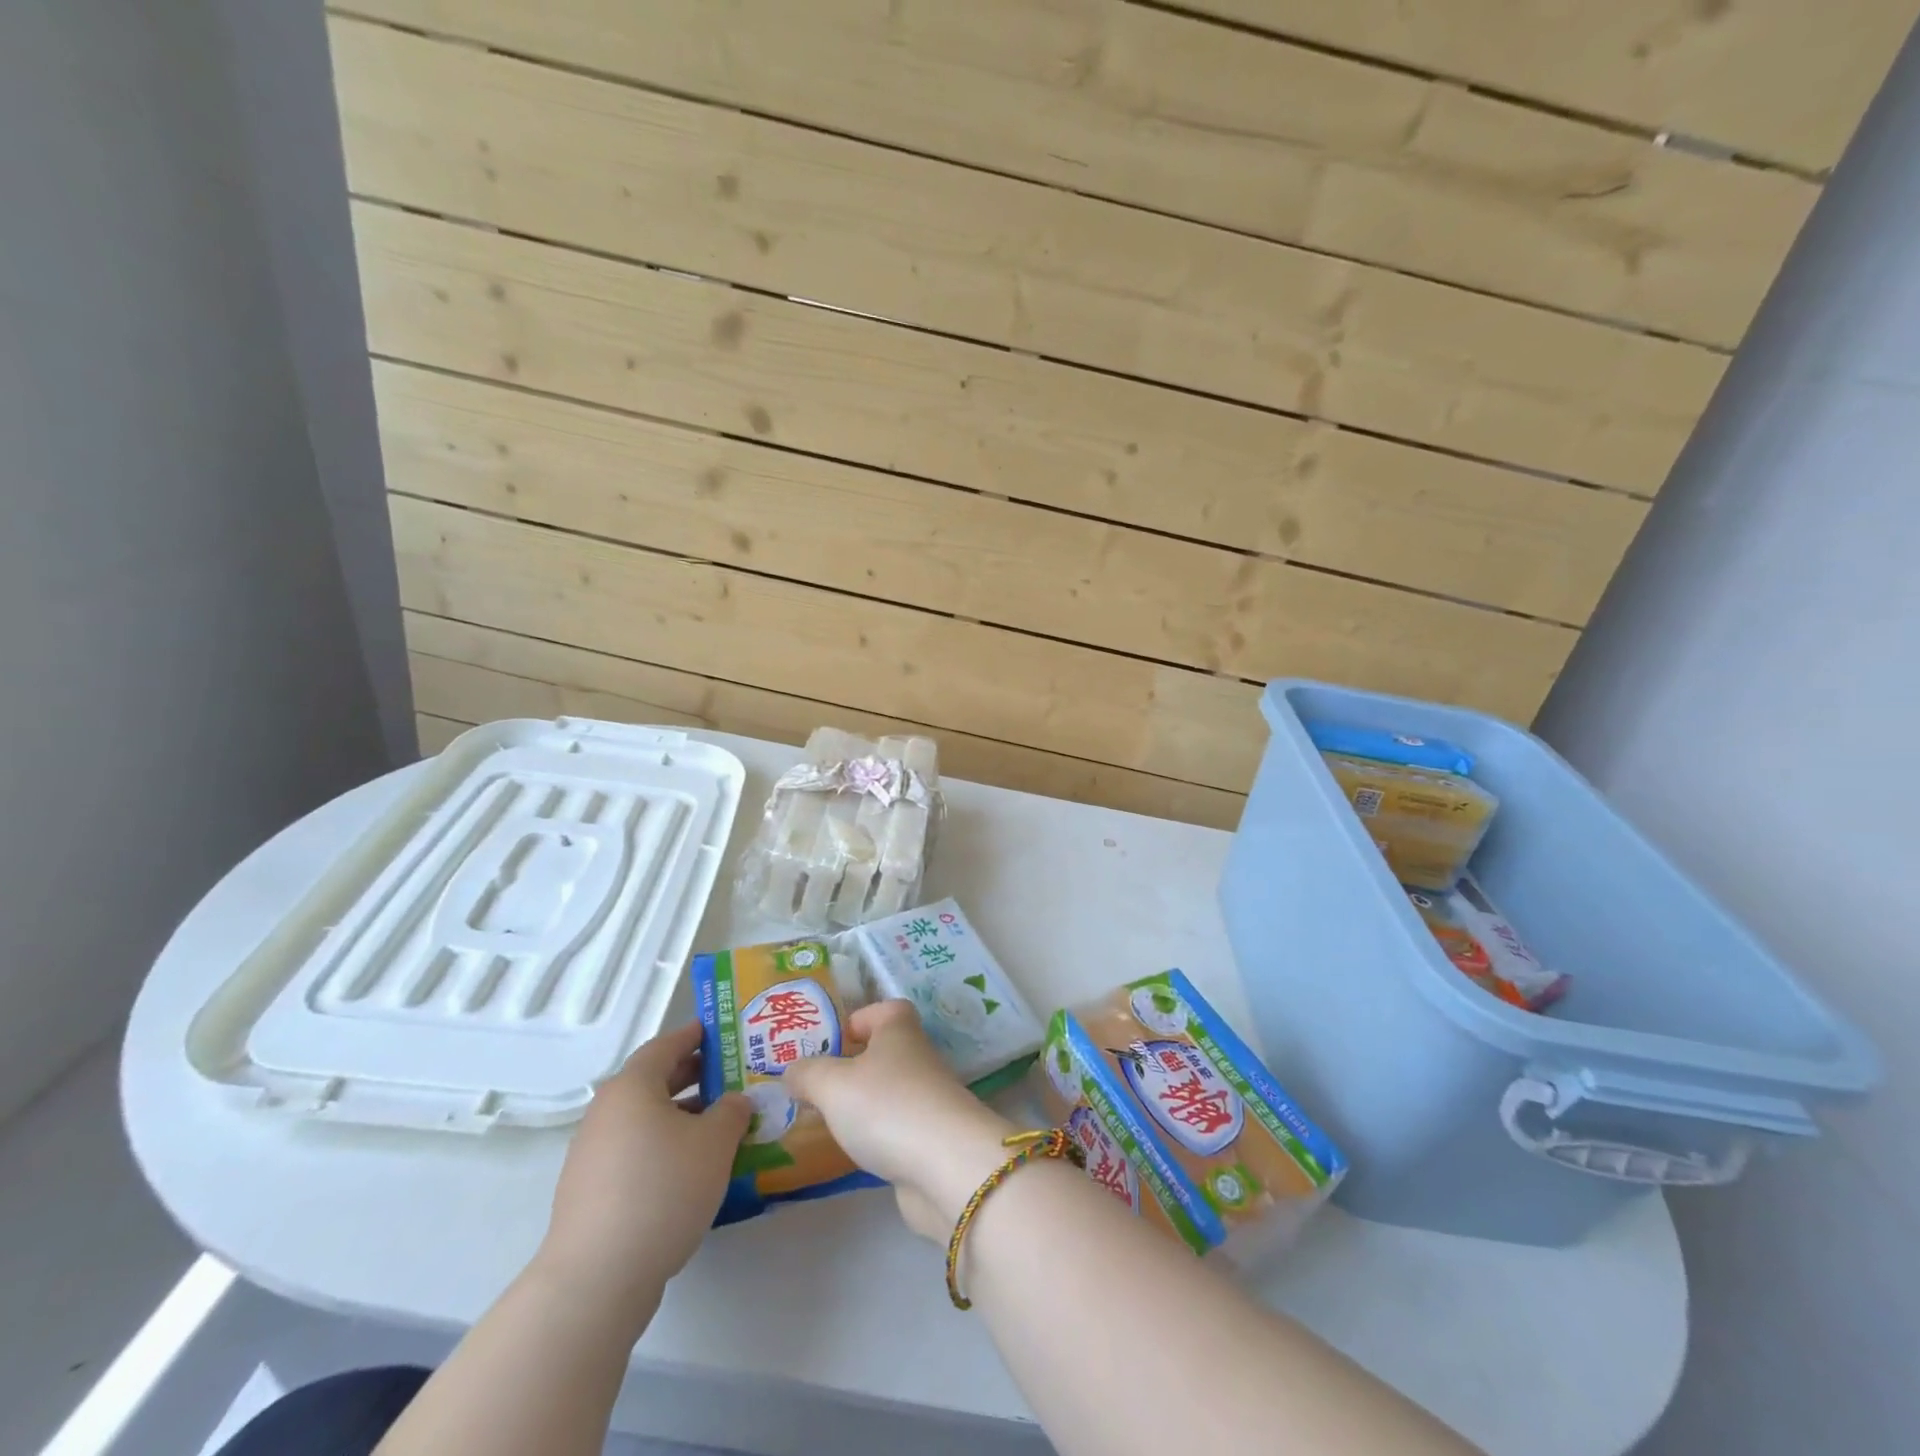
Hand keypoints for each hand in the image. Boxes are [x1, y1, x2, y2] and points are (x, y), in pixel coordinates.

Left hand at [536, 1022, 750, 1324]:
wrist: (597, 1279)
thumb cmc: (662, 1189)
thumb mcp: (715, 1143)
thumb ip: (732, 1111)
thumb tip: (735, 1101)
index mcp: (632, 1086)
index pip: (667, 1045)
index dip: (696, 1035)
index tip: (723, 1031)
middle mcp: (607, 1111)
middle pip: (655, 1081)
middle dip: (695, 1076)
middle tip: (733, 1076)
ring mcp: (594, 1153)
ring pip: (647, 1119)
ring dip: (683, 1115)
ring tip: (722, 1125)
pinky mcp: (592, 1190)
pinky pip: (636, 1150)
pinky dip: (665, 1146)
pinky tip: (694, 1168)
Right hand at [783, 1000, 1015, 1240]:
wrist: (948, 1166)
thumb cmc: (887, 1106)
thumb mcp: (832, 1084)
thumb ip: (807, 1074)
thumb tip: (793, 1071)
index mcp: (900, 1030)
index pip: (885, 1010)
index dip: (858, 1019)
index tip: (829, 1044)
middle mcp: (918, 1058)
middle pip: (885, 1052)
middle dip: (852, 1067)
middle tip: (814, 1088)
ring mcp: (929, 1100)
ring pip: (889, 1093)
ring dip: (862, 1105)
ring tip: (825, 1123)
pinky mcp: (932, 1140)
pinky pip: (897, 1129)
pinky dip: (877, 1138)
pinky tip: (853, 1154)